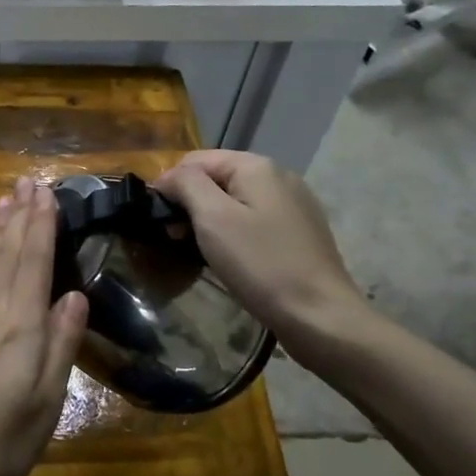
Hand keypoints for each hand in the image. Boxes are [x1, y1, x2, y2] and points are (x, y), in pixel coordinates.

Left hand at [0, 177, 88, 475]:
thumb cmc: (1, 446)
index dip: (41, 225)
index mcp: (18, 328)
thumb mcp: (46, 403)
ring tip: (7, 199)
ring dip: (0, 229)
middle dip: (20, 216)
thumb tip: (75, 294)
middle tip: (28, 180)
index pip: (33, 263)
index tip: (46, 191)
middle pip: (8, 254)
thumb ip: (60, 345)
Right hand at [153, 150, 373, 364]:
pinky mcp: (299, 232)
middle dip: (189, 203)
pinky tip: (228, 258)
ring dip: (209, 220)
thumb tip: (169, 177)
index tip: (156, 220)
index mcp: (256, 166)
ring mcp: (293, 205)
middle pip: (216, 178)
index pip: (194, 160)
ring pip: (234, 201)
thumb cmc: (260, 264)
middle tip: (173, 239)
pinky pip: (253, 220)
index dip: (169, 185)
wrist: (319, 316)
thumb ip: (186, 185)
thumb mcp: (213, 218)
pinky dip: (232, 233)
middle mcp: (278, 176)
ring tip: (196, 250)